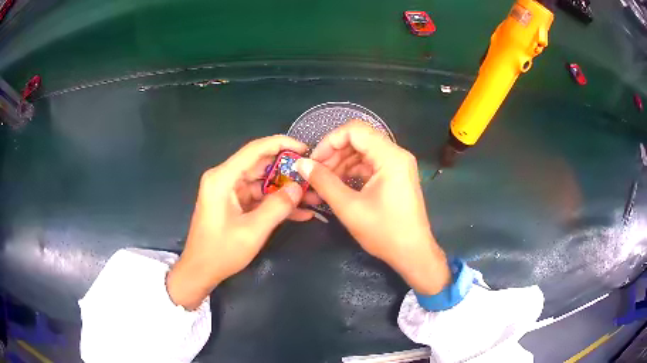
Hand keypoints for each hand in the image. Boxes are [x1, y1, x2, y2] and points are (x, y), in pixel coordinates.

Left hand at [167, 136, 312, 308]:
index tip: (305, 148)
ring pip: (263, 182)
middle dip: (288, 170)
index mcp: (222, 178)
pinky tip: (300, 211)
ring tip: (312, 195)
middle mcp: (225, 178)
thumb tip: (299, 187)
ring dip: (286, 189)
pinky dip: (277, 203)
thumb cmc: (220, 252)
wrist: (200, 271)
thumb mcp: (252, 231)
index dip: (281, 144)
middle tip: (313, 175)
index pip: (255, 150)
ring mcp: (230, 191)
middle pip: (261, 165)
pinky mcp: (234, 203)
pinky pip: (259, 197)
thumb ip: (277, 207)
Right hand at [296, 121, 450, 294]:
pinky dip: (352, 171)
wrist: (412, 253)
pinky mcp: (395, 176)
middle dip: (334, 153)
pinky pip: (369, 164)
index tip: (314, 161)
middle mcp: (396, 154)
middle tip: (316, 173)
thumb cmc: (384, 232)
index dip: (329, 141)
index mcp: (390, 157)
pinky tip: (338, 184)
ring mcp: (397, 165)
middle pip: (359, 139)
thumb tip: (301, 163)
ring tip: (324, 181)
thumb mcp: (349, 207)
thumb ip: (323, 182)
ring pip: (363, 151)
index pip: (355, 130)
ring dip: (341, 162)